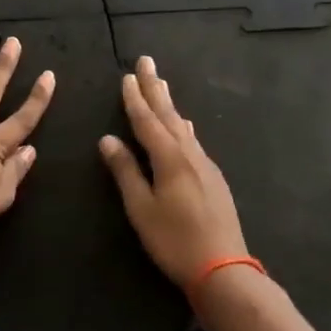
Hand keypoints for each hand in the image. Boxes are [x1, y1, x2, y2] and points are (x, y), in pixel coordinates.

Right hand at [99, 56, 247, 286]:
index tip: (127, 76)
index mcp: (169, 158)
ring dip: (170, 104)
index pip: (147, 121)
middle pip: (169, 115)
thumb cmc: (174, 240)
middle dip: (155, 88)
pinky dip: (183, 126)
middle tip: (147, 62)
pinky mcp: (214, 179)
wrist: (223, 268)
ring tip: (162, 85)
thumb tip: (107, 139)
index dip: (135, 99)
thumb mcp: (141, 208)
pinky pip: (194, 141)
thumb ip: (125, 171)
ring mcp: (206, 165)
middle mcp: (190, 154)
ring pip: (184, 126)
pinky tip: (186, 127)